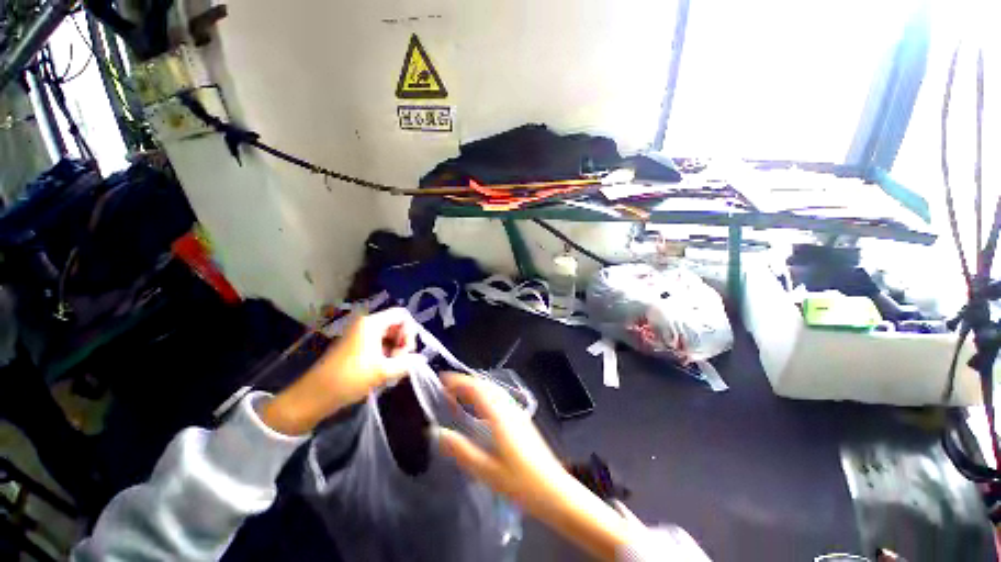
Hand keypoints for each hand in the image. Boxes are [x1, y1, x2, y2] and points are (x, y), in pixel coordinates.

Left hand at [262, 308, 415, 435]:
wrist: (314, 395)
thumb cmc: (350, 378)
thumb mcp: (383, 371)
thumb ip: (407, 363)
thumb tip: (421, 359)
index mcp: (372, 323)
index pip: (402, 315)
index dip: (410, 331)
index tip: (406, 351)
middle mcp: (367, 324)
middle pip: (397, 325)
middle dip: (403, 343)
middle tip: (400, 363)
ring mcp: (361, 335)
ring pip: (389, 336)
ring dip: (395, 351)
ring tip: (392, 371)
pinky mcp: (357, 346)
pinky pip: (380, 344)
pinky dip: (386, 355)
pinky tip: (385, 372)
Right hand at [435, 374, 633, 559]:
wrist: (554, 490)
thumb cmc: (521, 483)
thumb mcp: (486, 471)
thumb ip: (461, 451)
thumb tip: (436, 434)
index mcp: (499, 415)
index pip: (476, 388)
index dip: (458, 381)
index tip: (442, 380)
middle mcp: (509, 408)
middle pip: (485, 385)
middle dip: (466, 382)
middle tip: (447, 387)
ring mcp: (517, 412)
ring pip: (493, 390)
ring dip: (476, 387)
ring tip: (460, 394)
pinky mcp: (521, 419)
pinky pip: (499, 397)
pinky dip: (485, 395)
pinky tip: (480, 408)